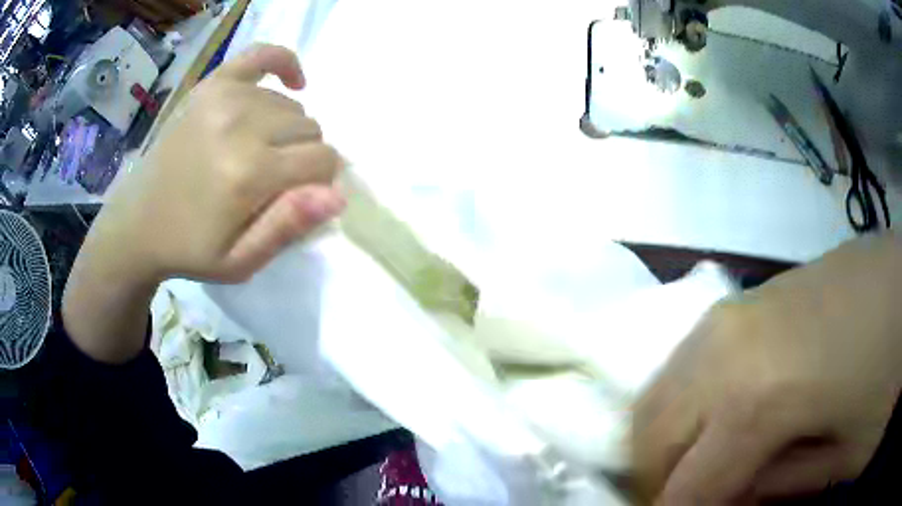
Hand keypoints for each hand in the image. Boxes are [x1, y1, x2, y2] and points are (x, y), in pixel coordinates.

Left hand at [91, 44, 343, 284]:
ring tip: (256, 151)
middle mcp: (240, 124)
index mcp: (248, 173)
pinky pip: (262, 54)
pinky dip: (284, 63)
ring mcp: (224, 97)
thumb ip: (288, 227)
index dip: (319, 182)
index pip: (323, 160)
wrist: (138, 222)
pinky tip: (291, 81)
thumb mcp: (240, 261)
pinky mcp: (212, 84)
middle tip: (269, 180)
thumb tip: (337, 196)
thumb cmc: (191, 247)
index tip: (296, 197)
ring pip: (291, 105)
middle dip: (301, 157)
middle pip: (310, 129)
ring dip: (285, 130)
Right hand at [633, 234, 901, 503]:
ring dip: (676, 433)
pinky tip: (735, 414)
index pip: (686, 487)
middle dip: (660, 476)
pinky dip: (701, 394)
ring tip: (711, 463)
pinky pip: (704, 351)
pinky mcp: (765, 292)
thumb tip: (731, 499)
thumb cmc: (895, 371)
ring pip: (672, 379)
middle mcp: (736, 341)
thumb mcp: (850, 457)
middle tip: (700, 499)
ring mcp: (749, 305)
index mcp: (760, 393)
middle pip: (656, 423)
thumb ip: (785, 486)